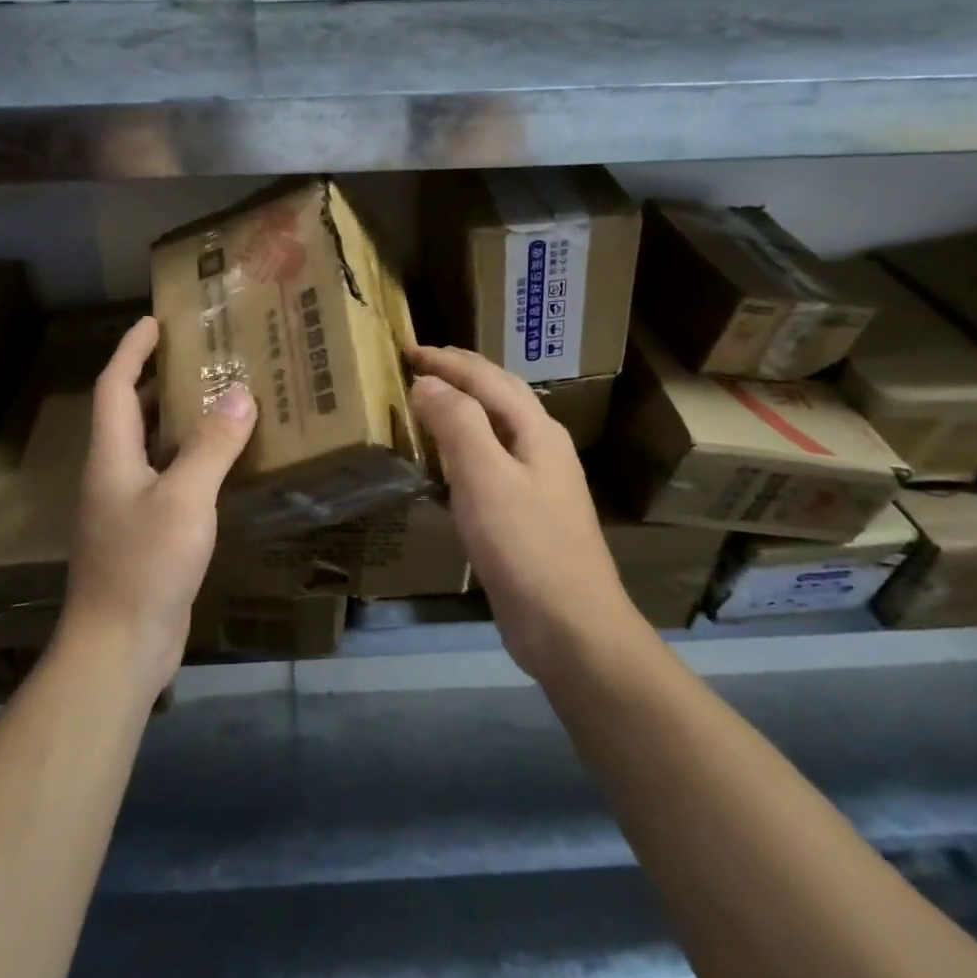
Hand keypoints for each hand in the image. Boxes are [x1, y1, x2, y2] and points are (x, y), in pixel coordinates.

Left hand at [63, 316, 257, 690]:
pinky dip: (188, 458)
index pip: (115, 386)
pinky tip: (220, 463)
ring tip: (215, 397)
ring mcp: (125, 507)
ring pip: (149, 446)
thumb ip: (212, 446)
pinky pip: (165, 478)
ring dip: (175, 418)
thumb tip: (240, 394)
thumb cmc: (144, 565)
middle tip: (197, 354)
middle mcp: (112, 474)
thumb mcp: (185, 499)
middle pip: (129, 412)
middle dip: (156, 378)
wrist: (118, 647)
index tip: (154, 321)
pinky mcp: (143, 534)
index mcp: (112, 456)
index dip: (131, 350)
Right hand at [409, 345, 638, 679]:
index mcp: (535, 429)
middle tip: (416, 364)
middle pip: (498, 393)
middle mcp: (541, 445)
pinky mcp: (526, 512)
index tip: (405, 349)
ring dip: (461, 406)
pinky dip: (463, 444)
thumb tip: (428, 383)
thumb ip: (457, 423)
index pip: (485, 377)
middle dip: (457, 373)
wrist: (571, 628)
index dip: (445, 359)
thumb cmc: (526, 546)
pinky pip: (490, 460)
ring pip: (495, 426)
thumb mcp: (485, 477)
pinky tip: (446, 462)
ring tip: (426, 401)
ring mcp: (538, 480)